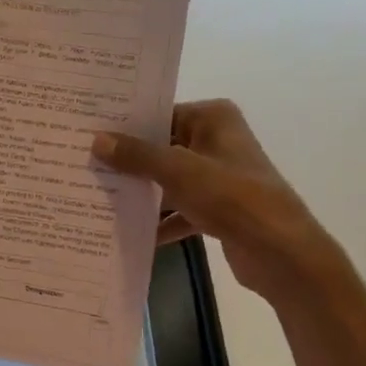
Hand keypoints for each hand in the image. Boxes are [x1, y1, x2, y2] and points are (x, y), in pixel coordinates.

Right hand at [92, 99, 329, 297]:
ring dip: (141, 193)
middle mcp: (216, 141)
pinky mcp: (217, 209)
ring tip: (98, 199)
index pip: (160, 114)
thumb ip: (137, 155)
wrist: (280, 252)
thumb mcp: (178, 171)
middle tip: (84, 166)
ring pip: (168, 180)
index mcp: (213, 119)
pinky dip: (160, 221)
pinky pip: (179, 209)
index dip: (125, 126)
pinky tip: (131, 234)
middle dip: (128, 162)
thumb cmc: (232, 197)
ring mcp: (218, 177)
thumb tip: (97, 140)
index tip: (87, 134)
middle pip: (162, 147)